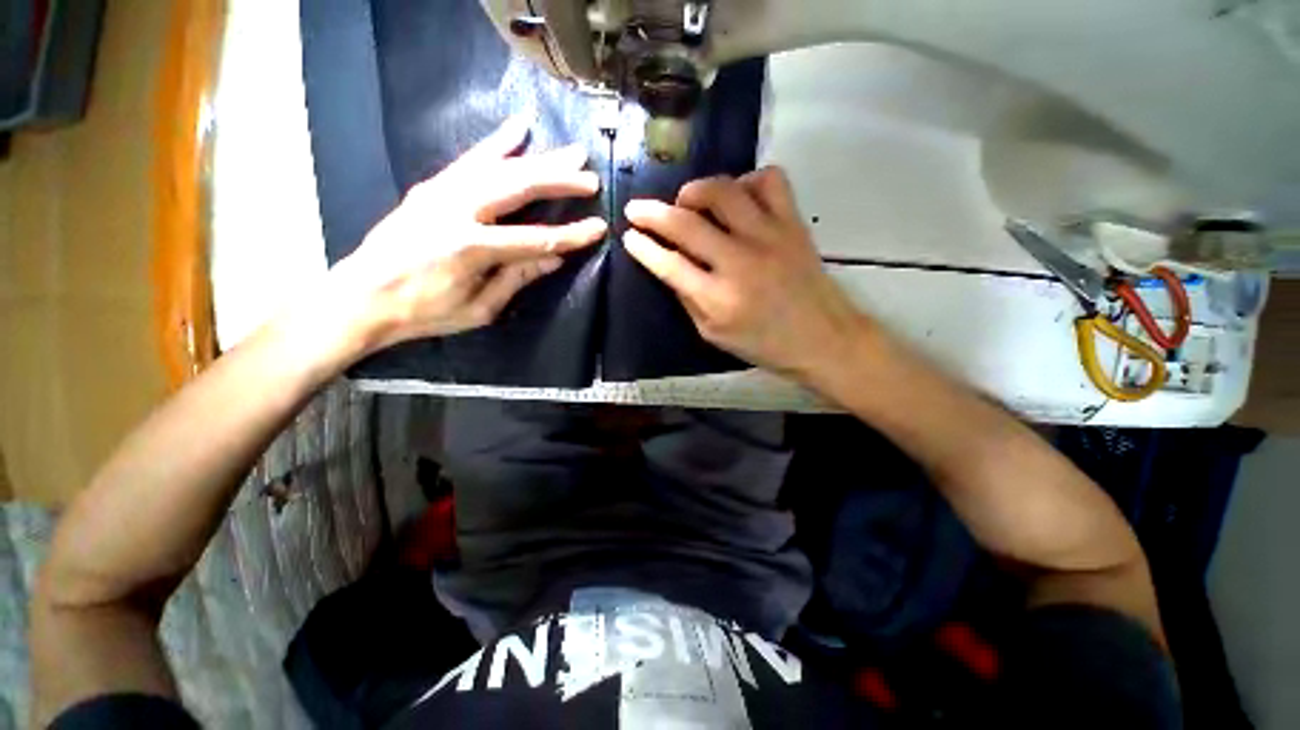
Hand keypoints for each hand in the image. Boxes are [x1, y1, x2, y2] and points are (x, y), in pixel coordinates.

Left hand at [318, 116, 606, 360]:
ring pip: (499, 167)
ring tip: (570, 153)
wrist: (362, 296)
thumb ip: (518, 278)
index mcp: (470, 248)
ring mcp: (441, 192)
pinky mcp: (432, 186)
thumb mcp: (480, 308)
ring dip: (539, 159)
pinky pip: (470, 159)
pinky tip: (518, 129)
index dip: (570, 235)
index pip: (535, 238)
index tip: (598, 228)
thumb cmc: (425, 312)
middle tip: (590, 178)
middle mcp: (457, 210)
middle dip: (559, 181)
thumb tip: (554, 258)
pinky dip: (497, 144)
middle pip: (518, 188)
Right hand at [623, 167, 868, 376]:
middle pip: (686, 223)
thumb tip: (668, 266)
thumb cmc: (763, 344)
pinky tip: (739, 198)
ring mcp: (769, 236)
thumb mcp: (713, 335)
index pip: (668, 264)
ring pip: (723, 191)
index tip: (629, 235)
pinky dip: (747, 181)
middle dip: (653, 213)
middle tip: (638, 209)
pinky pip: (769, 180)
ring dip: (695, 190)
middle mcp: (739, 261)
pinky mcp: (793, 223)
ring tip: (687, 201)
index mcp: (717, 298)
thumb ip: (688, 300)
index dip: (643, 247)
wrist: (822, 339)